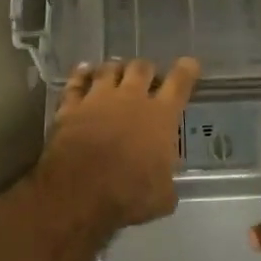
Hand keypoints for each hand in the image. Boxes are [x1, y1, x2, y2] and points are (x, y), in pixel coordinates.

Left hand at [37, 58, 199, 231]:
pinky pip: (76, 82)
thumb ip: (167, 183)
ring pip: (109, 69)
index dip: (187, 70)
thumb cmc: (129, 194)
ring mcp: (98, 98)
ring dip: (116, 68)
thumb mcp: (162, 197)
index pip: (180, 82)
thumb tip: (166, 185)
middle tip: (147, 77)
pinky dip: (81, 74)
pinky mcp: (71, 107)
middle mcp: (131, 98)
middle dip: (147, 70)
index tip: (189, 64)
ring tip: (117, 71)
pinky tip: (83, 71)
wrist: (79, 193)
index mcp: (161, 116)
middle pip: (141, 68)